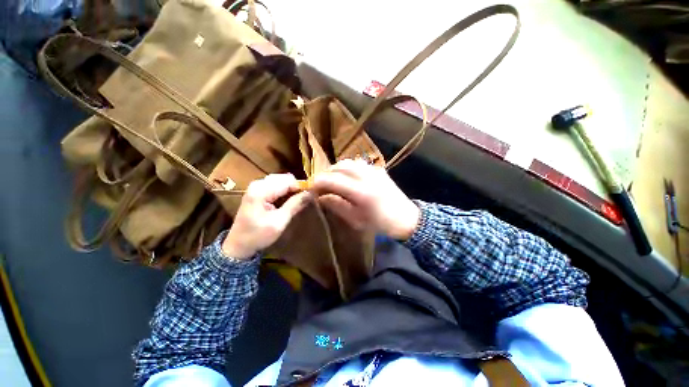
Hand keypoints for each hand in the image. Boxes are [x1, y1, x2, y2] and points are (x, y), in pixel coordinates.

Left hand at [222, 174, 311, 258]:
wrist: (238, 245)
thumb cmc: (258, 236)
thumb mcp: (279, 222)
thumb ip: (294, 205)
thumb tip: (311, 193)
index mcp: (261, 191)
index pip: (288, 181)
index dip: (301, 188)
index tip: (309, 197)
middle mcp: (257, 184)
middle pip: (284, 178)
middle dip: (295, 188)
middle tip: (301, 201)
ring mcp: (256, 186)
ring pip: (280, 180)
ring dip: (289, 189)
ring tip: (294, 202)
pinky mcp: (256, 190)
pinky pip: (275, 184)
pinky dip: (283, 191)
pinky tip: (285, 201)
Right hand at [311, 159, 419, 239]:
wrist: (405, 218)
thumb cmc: (379, 223)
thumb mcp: (356, 219)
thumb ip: (337, 205)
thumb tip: (321, 197)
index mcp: (360, 191)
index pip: (331, 179)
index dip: (317, 182)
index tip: (310, 188)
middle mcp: (366, 176)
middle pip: (339, 166)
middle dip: (326, 173)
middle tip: (320, 184)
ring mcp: (373, 170)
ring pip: (348, 162)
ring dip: (336, 169)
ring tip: (332, 180)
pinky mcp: (378, 169)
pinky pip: (358, 163)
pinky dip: (348, 168)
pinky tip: (347, 177)